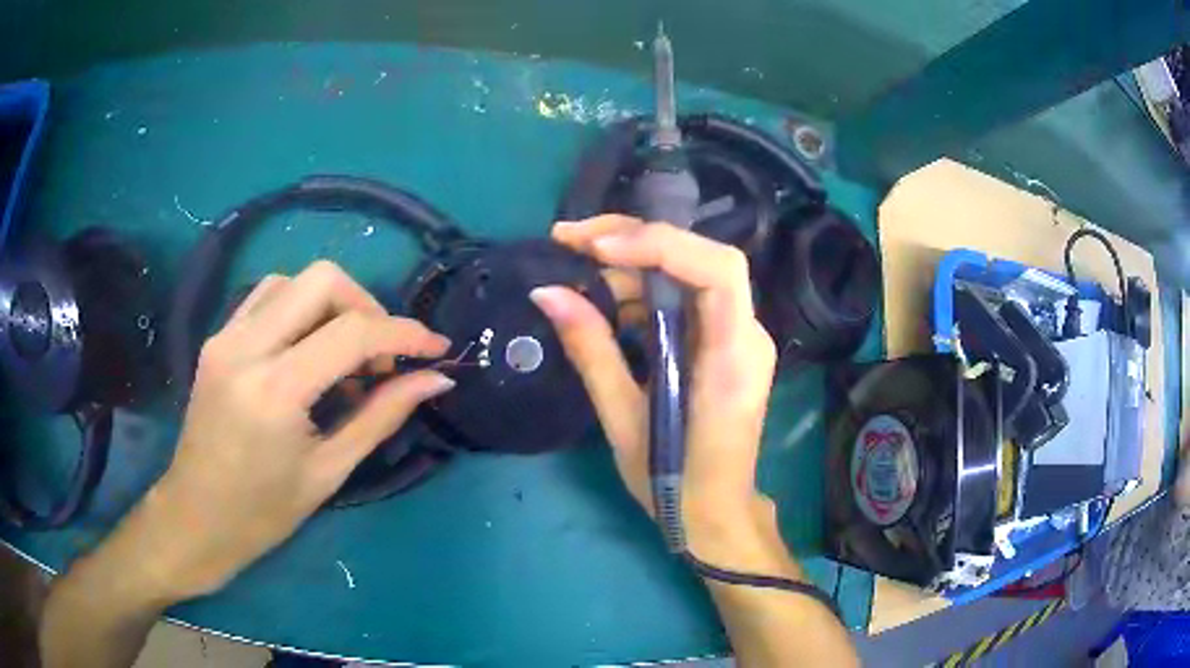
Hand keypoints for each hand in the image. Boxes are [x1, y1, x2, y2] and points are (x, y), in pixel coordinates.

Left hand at [143, 261, 453, 599]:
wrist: (197, 518)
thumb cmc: (265, 512)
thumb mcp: (329, 471)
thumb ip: (382, 416)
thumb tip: (436, 379)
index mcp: (276, 390)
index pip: (352, 332)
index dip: (404, 334)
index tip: (436, 348)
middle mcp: (246, 347)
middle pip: (322, 280)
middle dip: (366, 307)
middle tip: (378, 358)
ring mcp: (226, 337)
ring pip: (293, 281)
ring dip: (330, 306)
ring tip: (342, 357)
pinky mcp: (217, 339)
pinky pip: (267, 298)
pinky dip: (299, 310)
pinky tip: (306, 351)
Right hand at [532, 216, 790, 574]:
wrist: (715, 513)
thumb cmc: (674, 482)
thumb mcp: (624, 420)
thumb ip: (591, 351)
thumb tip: (547, 292)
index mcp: (733, 358)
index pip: (717, 271)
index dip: (659, 245)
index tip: (596, 248)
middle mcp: (747, 335)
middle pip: (701, 259)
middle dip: (635, 239)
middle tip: (570, 239)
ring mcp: (738, 337)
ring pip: (690, 274)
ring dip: (633, 266)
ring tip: (577, 272)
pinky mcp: (723, 344)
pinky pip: (686, 300)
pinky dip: (644, 293)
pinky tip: (606, 304)